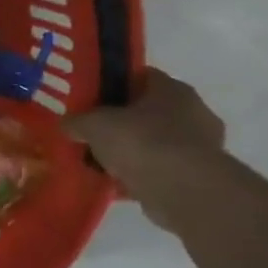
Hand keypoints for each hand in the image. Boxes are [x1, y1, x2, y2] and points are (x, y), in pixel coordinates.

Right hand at [65, 68, 228, 232]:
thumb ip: (77, 121)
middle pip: (148, 111)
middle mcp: (193, 111)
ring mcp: (201, 146)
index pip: (141, 77)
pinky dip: (141, 175)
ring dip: (132, 152)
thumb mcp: (94, 125)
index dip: (114, 85)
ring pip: (155, 142)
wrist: (183, 190)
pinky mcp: (199, 176)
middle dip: (122, 122)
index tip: (92, 99)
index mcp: (172, 89)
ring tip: (101, 163)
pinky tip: (116, 184)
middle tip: (93, 133)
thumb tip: (66, 124)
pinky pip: (161, 169)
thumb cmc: (141, 142)